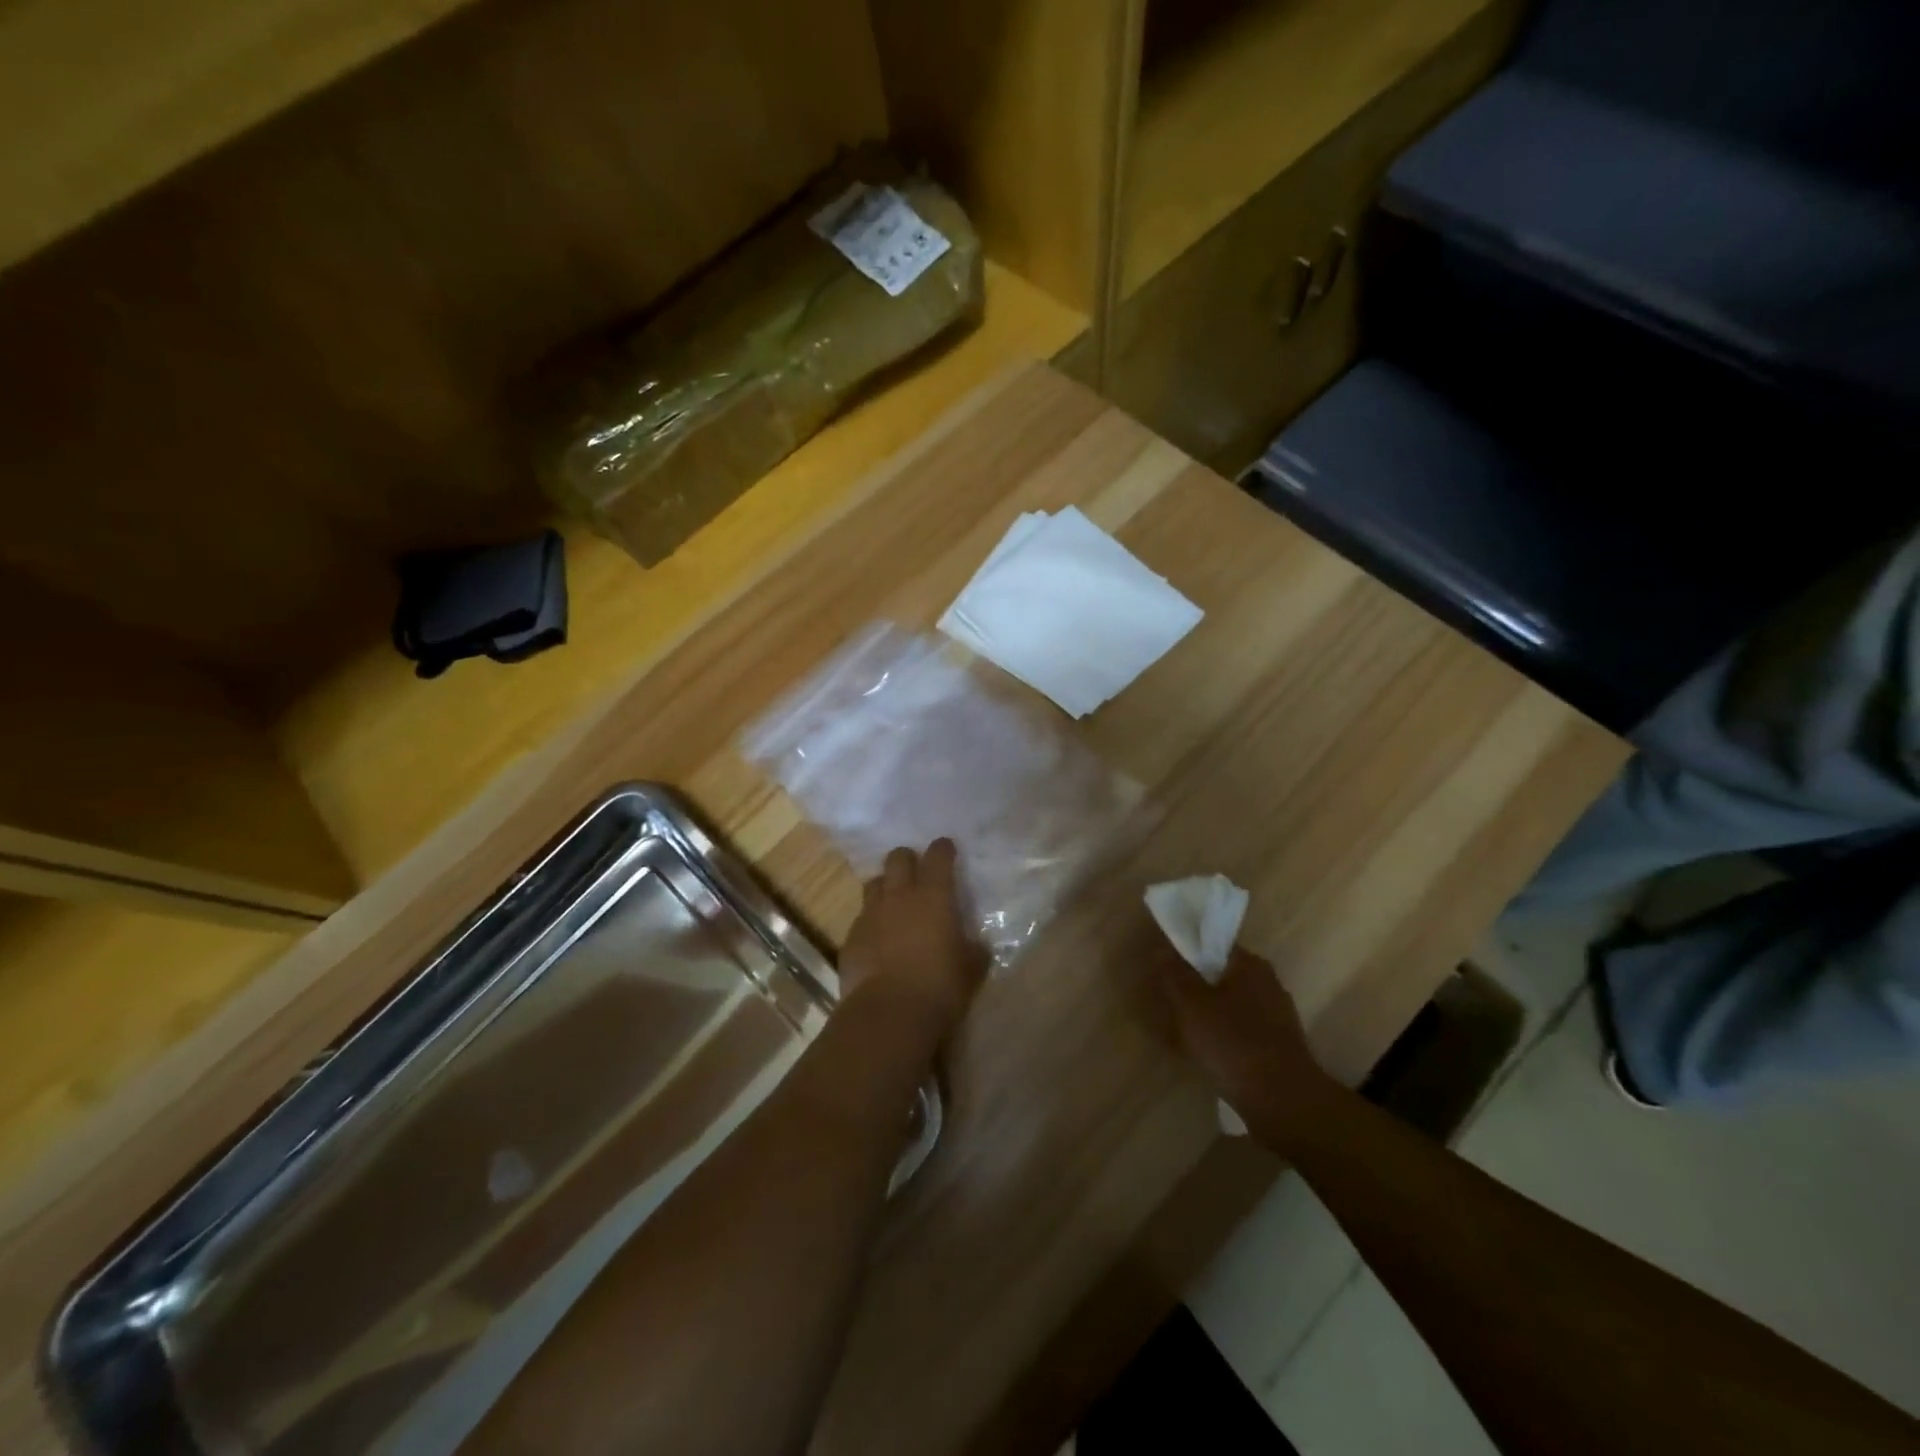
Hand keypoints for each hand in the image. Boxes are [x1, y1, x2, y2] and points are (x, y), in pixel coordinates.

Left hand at [840, 839, 987, 1036]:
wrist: (888, 1014)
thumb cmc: (940, 987)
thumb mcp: (971, 969)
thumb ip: (973, 949)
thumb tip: (977, 944)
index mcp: (934, 896)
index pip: (938, 856)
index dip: (943, 849)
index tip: (947, 849)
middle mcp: (899, 895)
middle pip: (898, 858)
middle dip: (908, 860)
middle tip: (917, 873)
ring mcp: (870, 914)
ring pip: (874, 883)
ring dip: (886, 887)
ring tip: (895, 903)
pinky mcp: (850, 937)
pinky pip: (861, 917)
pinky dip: (872, 921)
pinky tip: (879, 939)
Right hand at [1155, 939, 1337, 1153]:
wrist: (1282, 1101)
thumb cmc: (1232, 1043)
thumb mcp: (1191, 1004)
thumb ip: (1175, 974)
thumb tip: (1162, 949)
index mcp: (1250, 965)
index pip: (1213, 946)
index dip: (1187, 955)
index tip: (1166, 971)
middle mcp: (1268, 984)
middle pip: (1222, 977)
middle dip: (1196, 989)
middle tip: (1169, 1004)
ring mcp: (1277, 1017)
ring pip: (1231, 1007)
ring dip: (1208, 1016)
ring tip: (1182, 1034)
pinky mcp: (1279, 1047)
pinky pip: (1241, 1033)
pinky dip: (1222, 1038)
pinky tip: (1205, 1056)